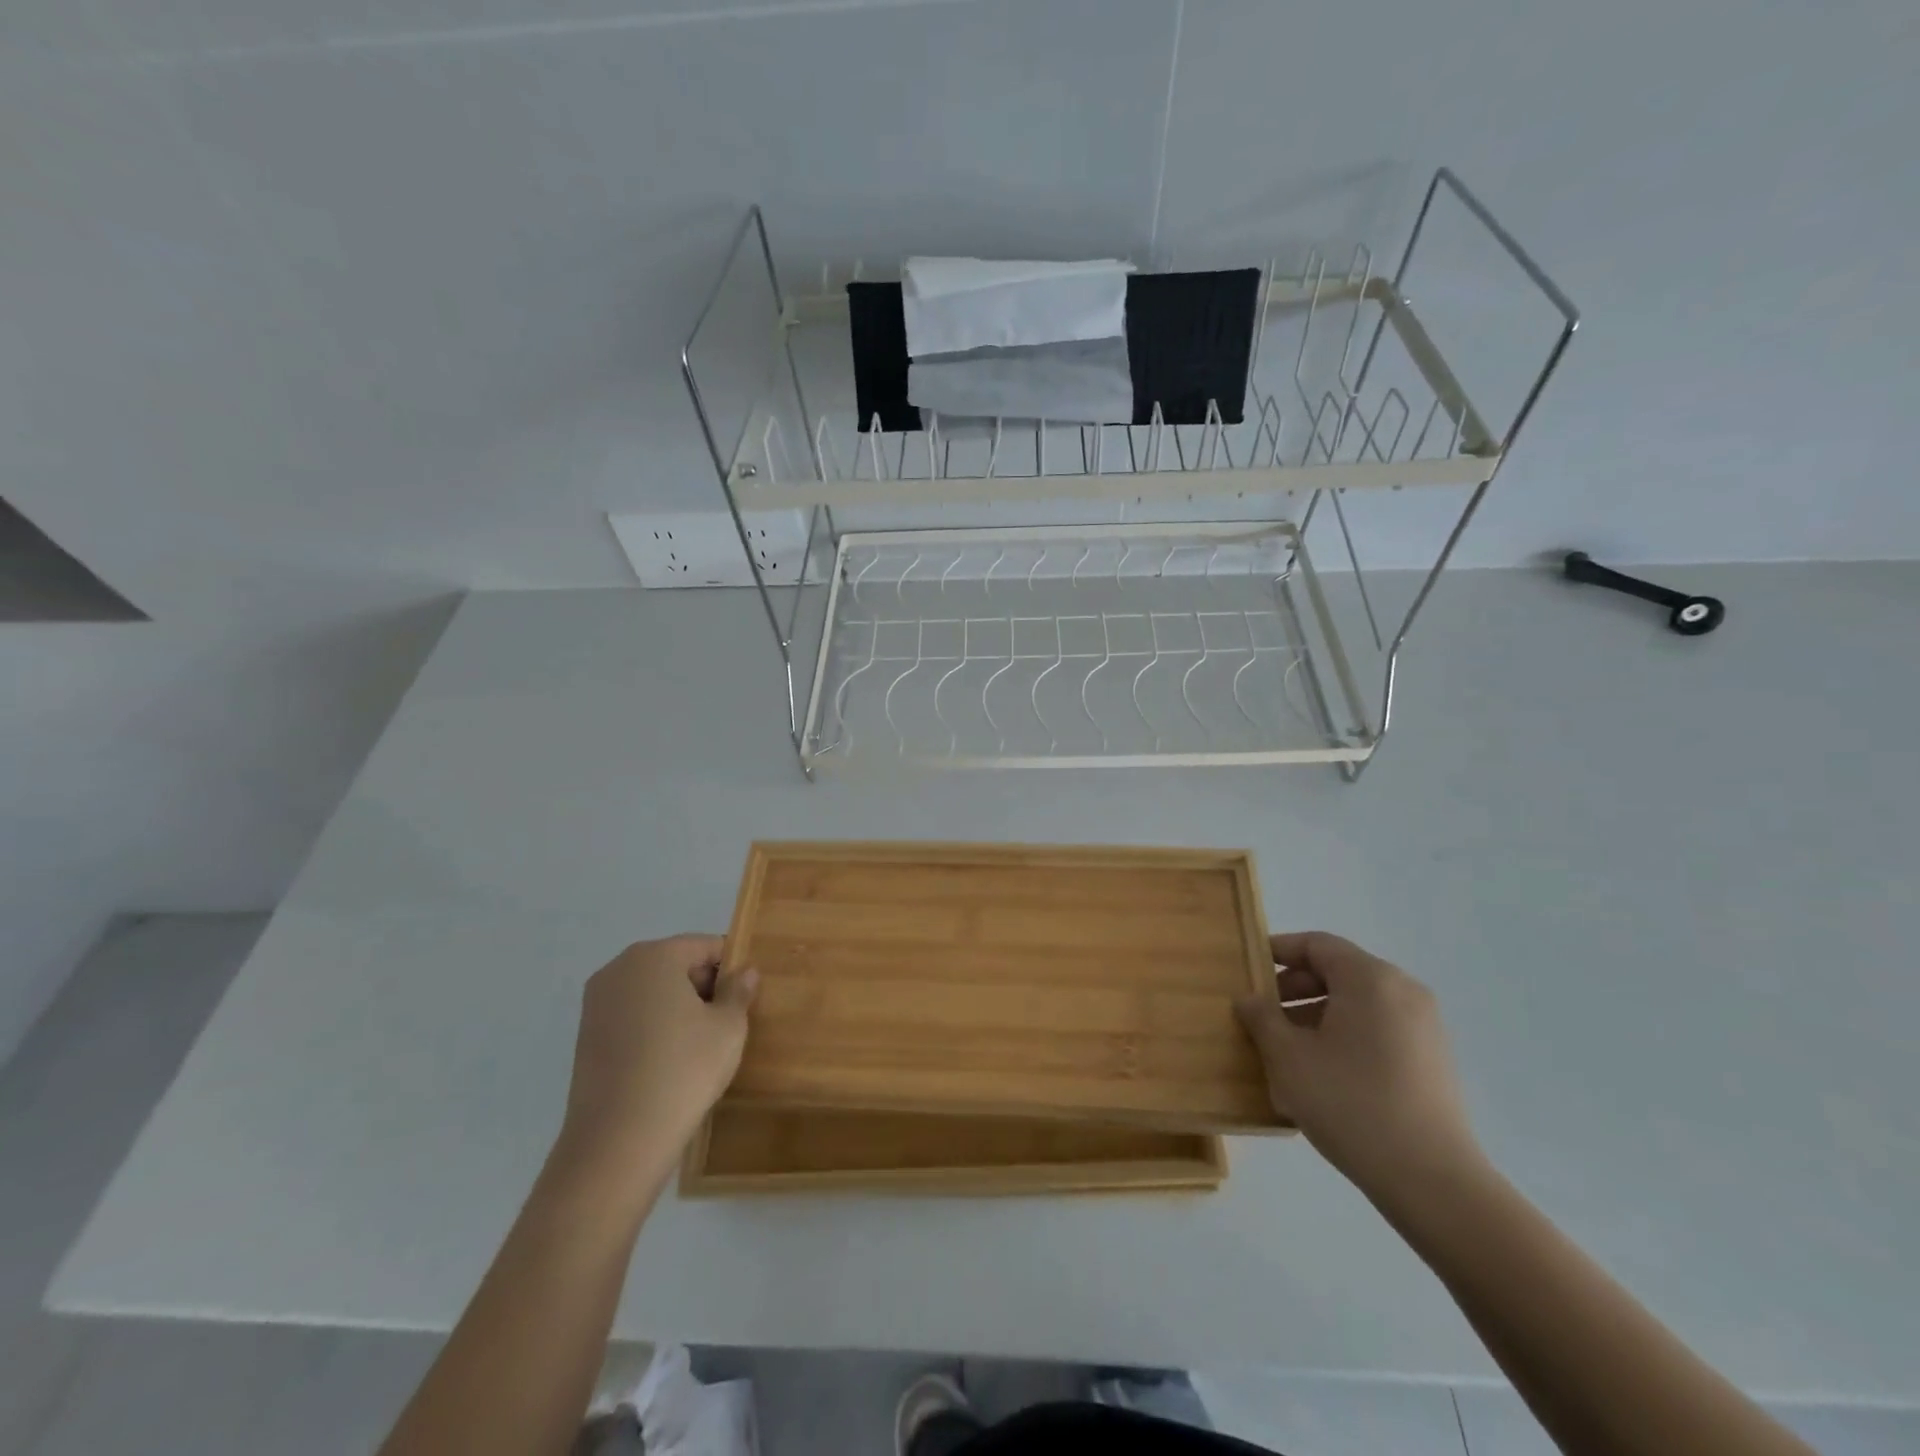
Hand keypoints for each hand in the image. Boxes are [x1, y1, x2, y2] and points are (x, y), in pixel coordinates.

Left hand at [557, 935, 757, 1178]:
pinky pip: (633, 1016)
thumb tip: (745, 972)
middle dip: (703, 986)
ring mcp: (596, 1003)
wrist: (618, 1141)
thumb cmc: (682, 1070)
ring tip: (700, 1045)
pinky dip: (654, 1028)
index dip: (731, 968)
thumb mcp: (728, 1027)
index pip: (706, 946)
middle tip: (727, 1023)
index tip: (745, 998)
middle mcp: (619, 968)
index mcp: (655, 955)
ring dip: (678, 1008)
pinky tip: (670, 1061)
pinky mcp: (585, 1036)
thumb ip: (739, 991)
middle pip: (676, 964)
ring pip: (653, 991)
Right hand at [1236, 931, 1482, 1203]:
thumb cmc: (1350, 1103)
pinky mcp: (1433, 1060)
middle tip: (1262, 1014)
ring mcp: (1424, 1027)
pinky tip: (1322, 1072)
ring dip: (1317, 1014)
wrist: (1432, 1181)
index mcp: (1370, 979)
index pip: (1317, 945)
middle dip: (1295, 987)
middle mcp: (1403, 991)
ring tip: (1286, 1048)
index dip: (1278, 950)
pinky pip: (1378, 1028)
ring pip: (1358, 1003)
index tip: (1249, 967)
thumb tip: (1250, 999)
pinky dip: (1345, 1034)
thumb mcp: (1289, 1058)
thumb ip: (1262, 1018)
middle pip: (1339, 971)